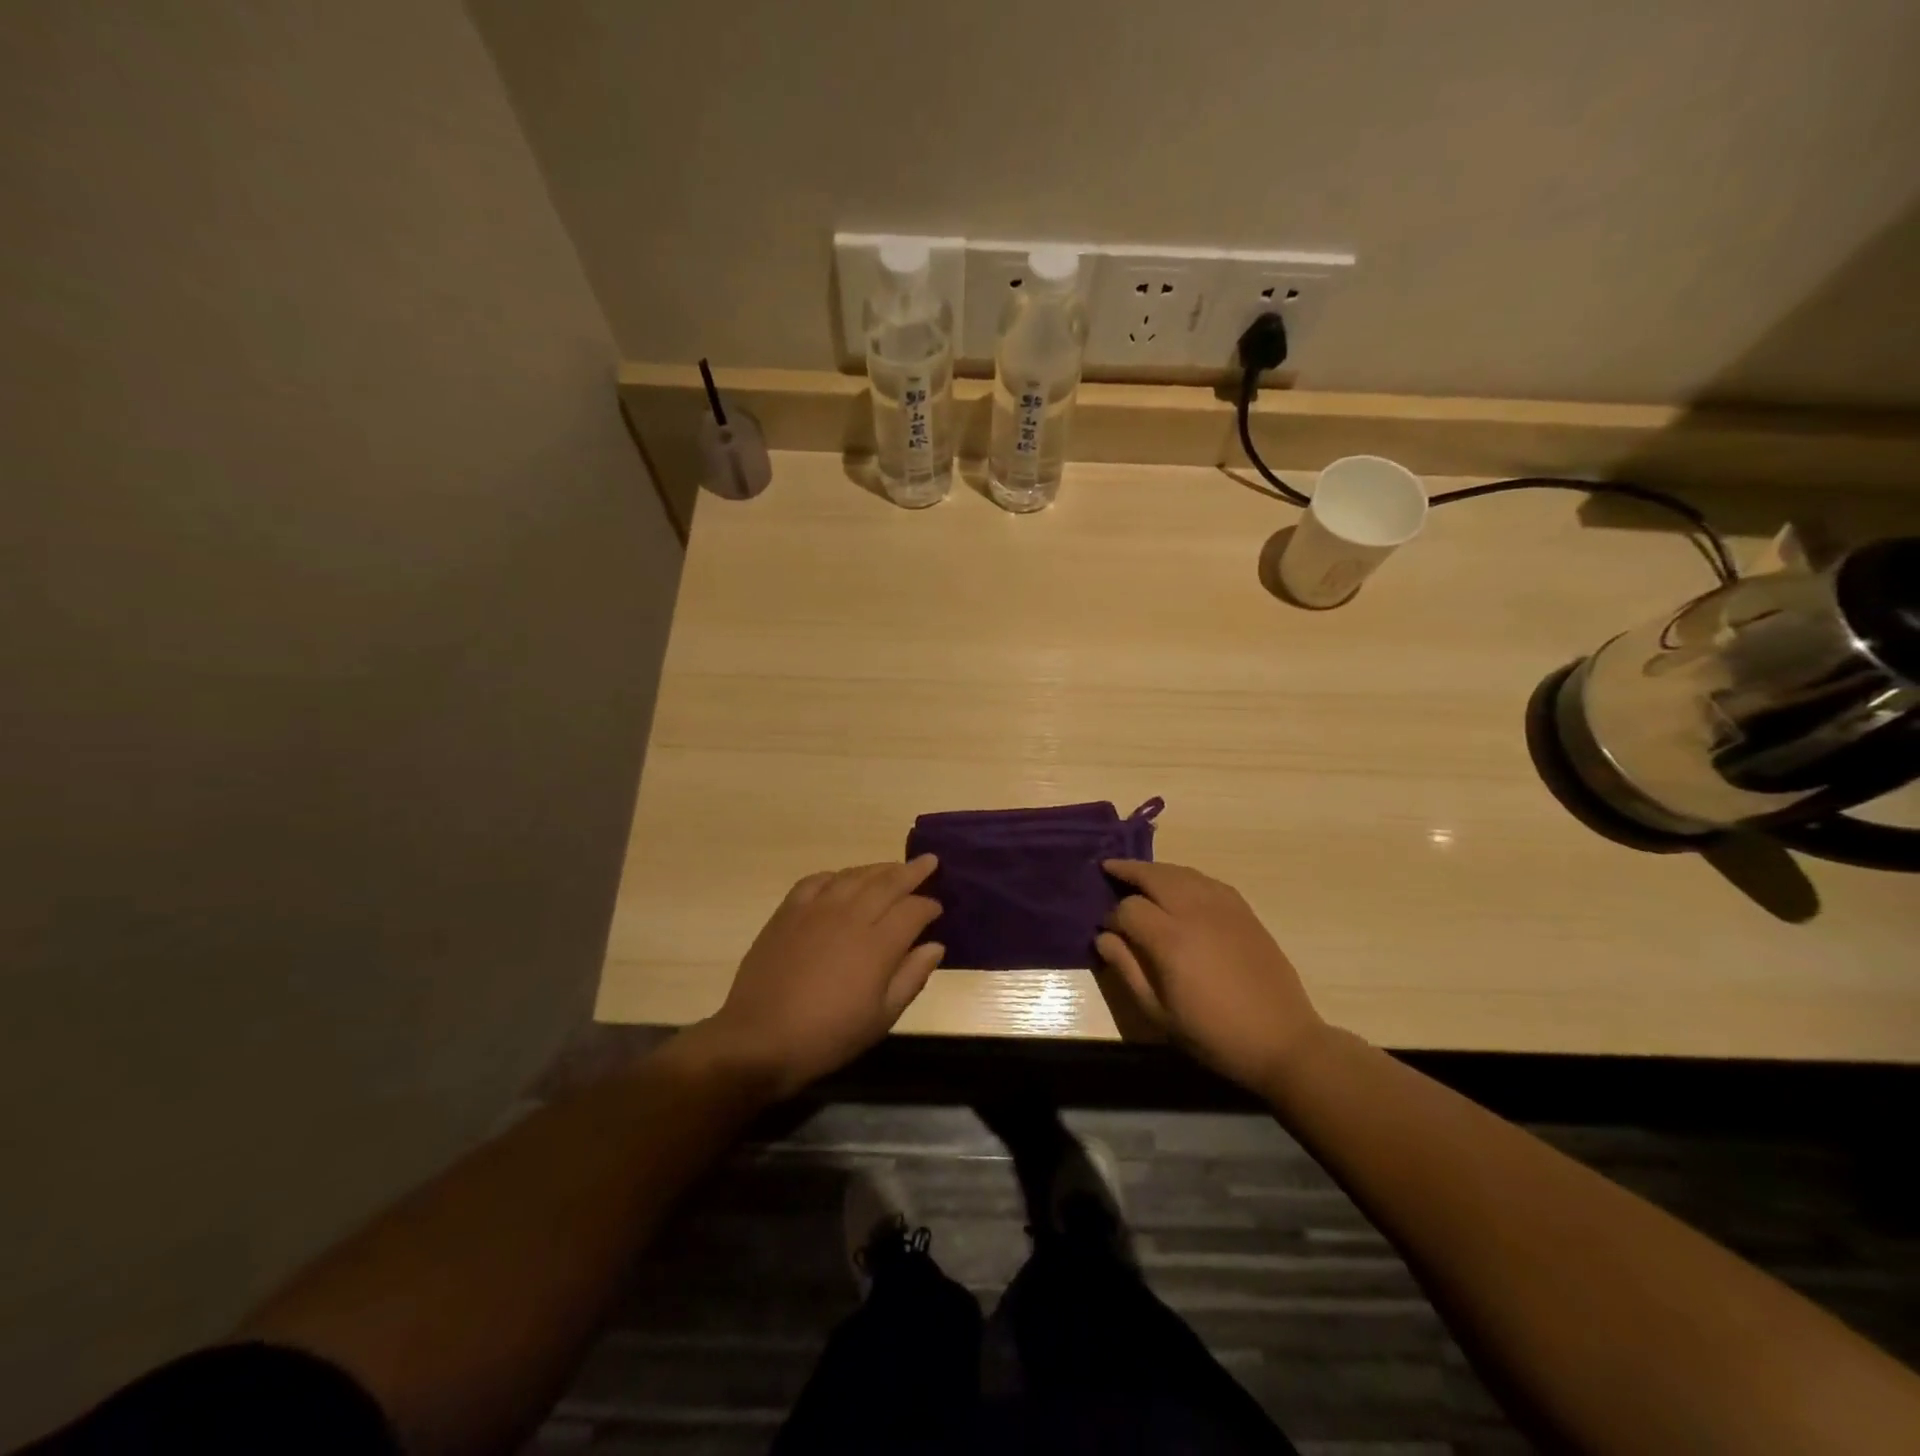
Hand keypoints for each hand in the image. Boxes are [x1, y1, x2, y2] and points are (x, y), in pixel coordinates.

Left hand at [691, 857, 943, 1098]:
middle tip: (929, 861)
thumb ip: (912, 977)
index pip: (914, 910)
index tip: (938, 909)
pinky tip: (843, 880)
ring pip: (855, 875)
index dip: (930, 906)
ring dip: (879, 868)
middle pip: (888, 882)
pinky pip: (818, 880)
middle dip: (913, 871)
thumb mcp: (881, 1018)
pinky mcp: (789, 911)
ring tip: (893, 868)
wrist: (760, 1038)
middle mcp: (851, 916)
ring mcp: (817, 909)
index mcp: (878, 944)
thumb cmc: (828, 1036)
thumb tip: (935, 946)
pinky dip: (837, 875)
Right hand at [1097, 860, 1326, 1095]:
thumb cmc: (1213, 1034)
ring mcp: (1223, 907)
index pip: (1129, 908)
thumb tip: (1103, 937)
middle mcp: (1195, 912)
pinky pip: (1207, 880)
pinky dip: (1185, 876)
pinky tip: (1179, 885)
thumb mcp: (1159, 1013)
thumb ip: (1127, 969)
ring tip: (1139, 873)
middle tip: (1109, 869)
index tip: (1106, 930)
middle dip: (1128, 870)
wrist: (1281, 1040)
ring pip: (1181, 872)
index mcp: (1171, 939)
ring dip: (1156, 870)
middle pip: (1154, 876)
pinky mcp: (1244, 911)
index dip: (1111, 916)